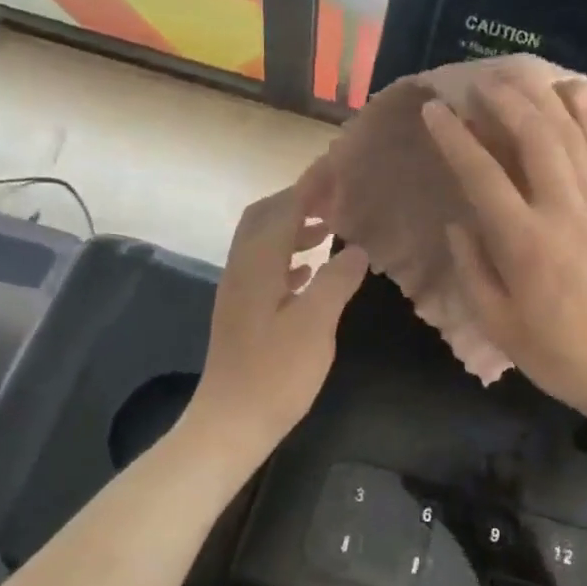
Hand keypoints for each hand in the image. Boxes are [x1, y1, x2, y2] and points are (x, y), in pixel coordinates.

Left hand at [189, 179, 370, 458]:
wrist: (230, 422)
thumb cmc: (276, 374)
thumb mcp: (316, 325)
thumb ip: (336, 281)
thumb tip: (356, 249)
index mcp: (258, 264)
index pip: (286, 208)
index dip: (311, 184)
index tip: (337, 163)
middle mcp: (242, 268)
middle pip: (265, 216)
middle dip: (298, 199)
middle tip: (335, 195)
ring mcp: (238, 290)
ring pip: (263, 241)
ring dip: (293, 226)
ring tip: (330, 228)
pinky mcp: (241, 311)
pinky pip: (264, 266)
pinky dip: (288, 255)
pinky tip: (310, 270)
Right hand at [421, 78, 586, 422]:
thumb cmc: (557, 353)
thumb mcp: (498, 323)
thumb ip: (473, 268)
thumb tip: (459, 223)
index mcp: (525, 243)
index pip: (482, 175)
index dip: (455, 138)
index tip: (436, 110)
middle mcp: (563, 210)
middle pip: (533, 136)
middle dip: (502, 100)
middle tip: (477, 80)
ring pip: (569, 134)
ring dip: (539, 98)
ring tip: (514, 75)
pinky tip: (574, 90)